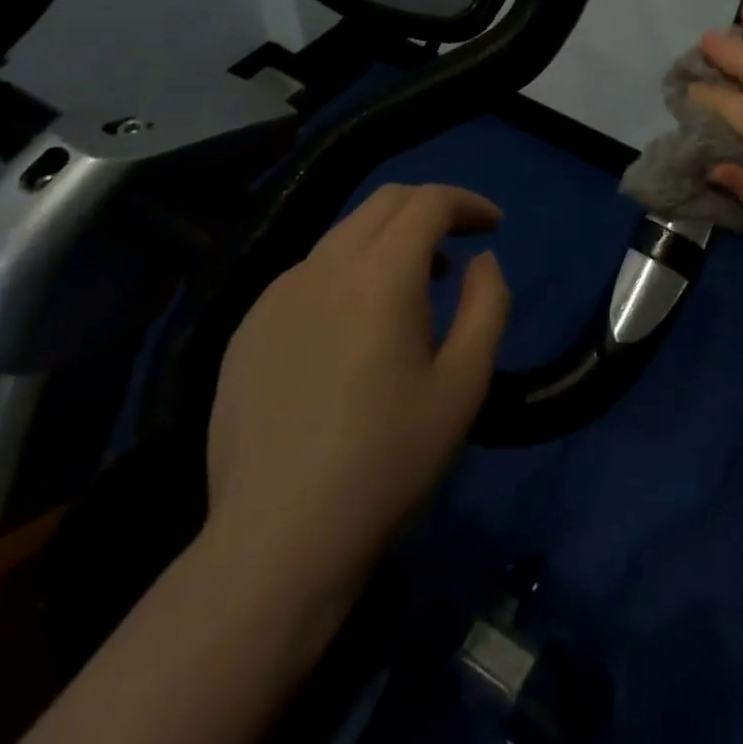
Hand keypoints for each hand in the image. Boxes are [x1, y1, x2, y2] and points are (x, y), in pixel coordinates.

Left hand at [204, 184, 509, 611]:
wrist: (276, 542)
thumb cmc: (387, 461)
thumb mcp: (465, 384)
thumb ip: (487, 305)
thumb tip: (482, 261)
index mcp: (380, 277)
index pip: (428, 201)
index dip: (468, 203)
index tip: (494, 227)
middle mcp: (323, 269)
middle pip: (384, 202)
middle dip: (431, 208)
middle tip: (461, 244)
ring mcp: (276, 296)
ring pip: (344, 233)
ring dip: (390, 238)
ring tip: (415, 285)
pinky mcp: (247, 328)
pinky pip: (310, 271)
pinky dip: (349, 270)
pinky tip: (356, 325)